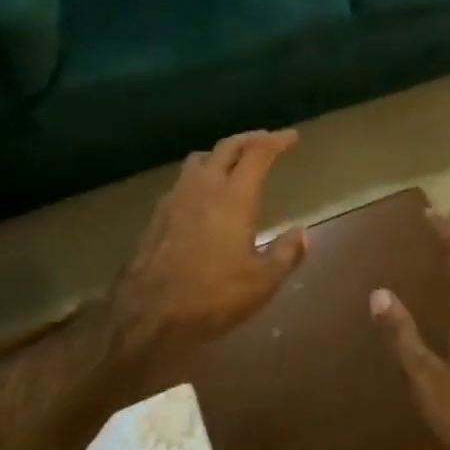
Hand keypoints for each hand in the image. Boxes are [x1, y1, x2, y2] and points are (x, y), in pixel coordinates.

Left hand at [108, 130, 306, 362]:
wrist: (147, 313)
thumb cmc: (211, 296)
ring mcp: (176, 197)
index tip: (292, 136)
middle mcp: (205, 186)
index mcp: (234, 196)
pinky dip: (200, 176)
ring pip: (201, 158)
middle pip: (228, 146)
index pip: (258, 153)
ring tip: (232, 163)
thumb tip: (302, 233)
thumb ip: (286, 254)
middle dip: (250, 139)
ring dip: (221, 154)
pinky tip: (202, 196)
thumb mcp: (261, 283)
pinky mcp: (157, 213)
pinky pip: (183, 180)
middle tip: (266, 141)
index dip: (277, 140)